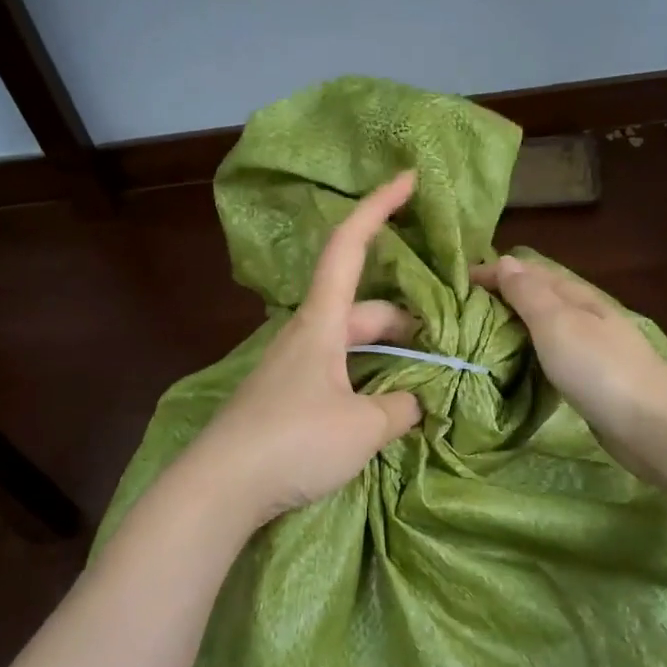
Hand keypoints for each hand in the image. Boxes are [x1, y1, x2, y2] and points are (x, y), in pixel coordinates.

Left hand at [184, 172, 423, 529]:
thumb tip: (414, 402)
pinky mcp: (285, 399)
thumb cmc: (293, 442)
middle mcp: (305, 336)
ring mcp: (292, 369)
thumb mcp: (362, 427)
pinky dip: (367, 380)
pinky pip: (337, 375)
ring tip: (425, 380)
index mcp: (321, 323)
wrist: (219, 488)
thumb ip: (399, 408)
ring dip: (389, 355)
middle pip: (363, 309)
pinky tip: (385, 409)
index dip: (378, 207)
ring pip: (352, 346)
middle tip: (447, 346)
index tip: (407, 178)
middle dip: (407, 320)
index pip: (349, 247)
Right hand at [470, 254, 666, 481]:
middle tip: (461, 312)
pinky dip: (530, 354)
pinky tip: (516, 366)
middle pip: (538, 298)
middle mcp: (585, 316)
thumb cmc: (599, 369)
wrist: (654, 426)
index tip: (457, 284)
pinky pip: (552, 356)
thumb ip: (529, 294)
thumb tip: (505, 261)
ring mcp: (592, 349)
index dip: (494, 273)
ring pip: (545, 328)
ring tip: (479, 337)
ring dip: (515, 327)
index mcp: (576, 296)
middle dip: (502, 298)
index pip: (529, 273)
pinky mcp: (592, 381)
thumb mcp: (556, 323)